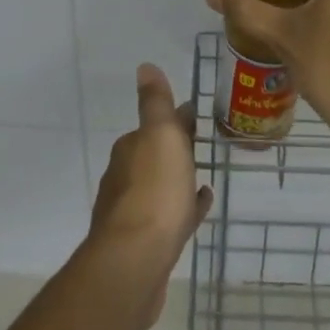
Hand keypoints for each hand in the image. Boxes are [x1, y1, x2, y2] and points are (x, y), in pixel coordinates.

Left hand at [83, 63, 213, 329]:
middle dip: (174, 150)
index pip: (154, 127)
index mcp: (130, 150)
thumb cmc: (154, 192)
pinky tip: (198, 209)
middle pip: (154, 156)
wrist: (135, 262)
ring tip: (203, 178)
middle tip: (202, 146)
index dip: (174, 120)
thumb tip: (144, 66)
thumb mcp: (160, 136)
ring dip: (177, 180)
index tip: (195, 116)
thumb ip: (155, 103)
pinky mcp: (144, 245)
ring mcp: (133, 213)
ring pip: (160, 188)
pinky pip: (168, 218)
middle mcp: (125, 178)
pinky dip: (183, 209)